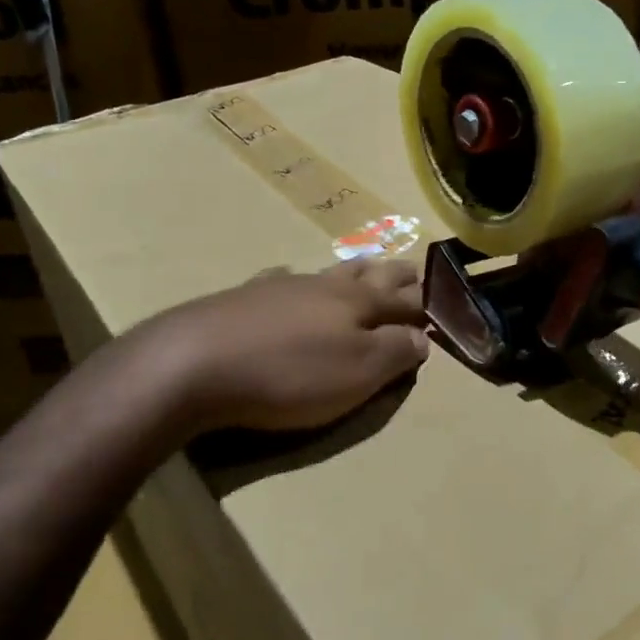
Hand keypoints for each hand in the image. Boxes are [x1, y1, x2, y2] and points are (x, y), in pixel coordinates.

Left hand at [146, 259, 429, 433]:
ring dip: (354, 269)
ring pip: (328, 272)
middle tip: (413, 271)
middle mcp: (323, 286)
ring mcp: (281, 288)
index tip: (446, 302)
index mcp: (357, 303)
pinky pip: (278, 279)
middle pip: (369, 275)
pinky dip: (293, 278)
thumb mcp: (357, 373)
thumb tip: (422, 337)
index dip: (426, 303)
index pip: (403, 300)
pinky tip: (286, 276)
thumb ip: (395, 353)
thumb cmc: (288, 373)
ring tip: (366, 266)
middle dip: (395, 276)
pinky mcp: (243, 299)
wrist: (193, 363)